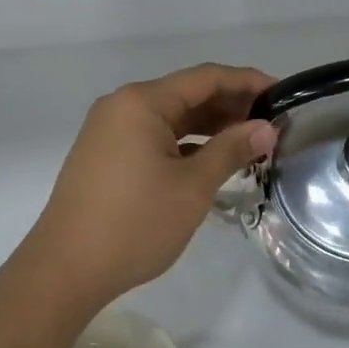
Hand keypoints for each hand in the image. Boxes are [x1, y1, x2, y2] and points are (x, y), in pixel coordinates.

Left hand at [15, 63, 277, 313]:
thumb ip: (231, 149)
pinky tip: (211, 159)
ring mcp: (110, 130)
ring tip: (249, 142)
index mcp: (142, 102)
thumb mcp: (192, 187)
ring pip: (171, 117)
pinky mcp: (105, 155)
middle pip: (187, 93)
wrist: (65, 270)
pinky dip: (185, 143)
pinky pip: (154, 136)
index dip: (248, 82)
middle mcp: (122, 106)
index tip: (283, 95)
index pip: (206, 77)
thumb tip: (266, 128)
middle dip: (231, 105)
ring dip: (209, 126)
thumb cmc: (134, 224)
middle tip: (271, 123)